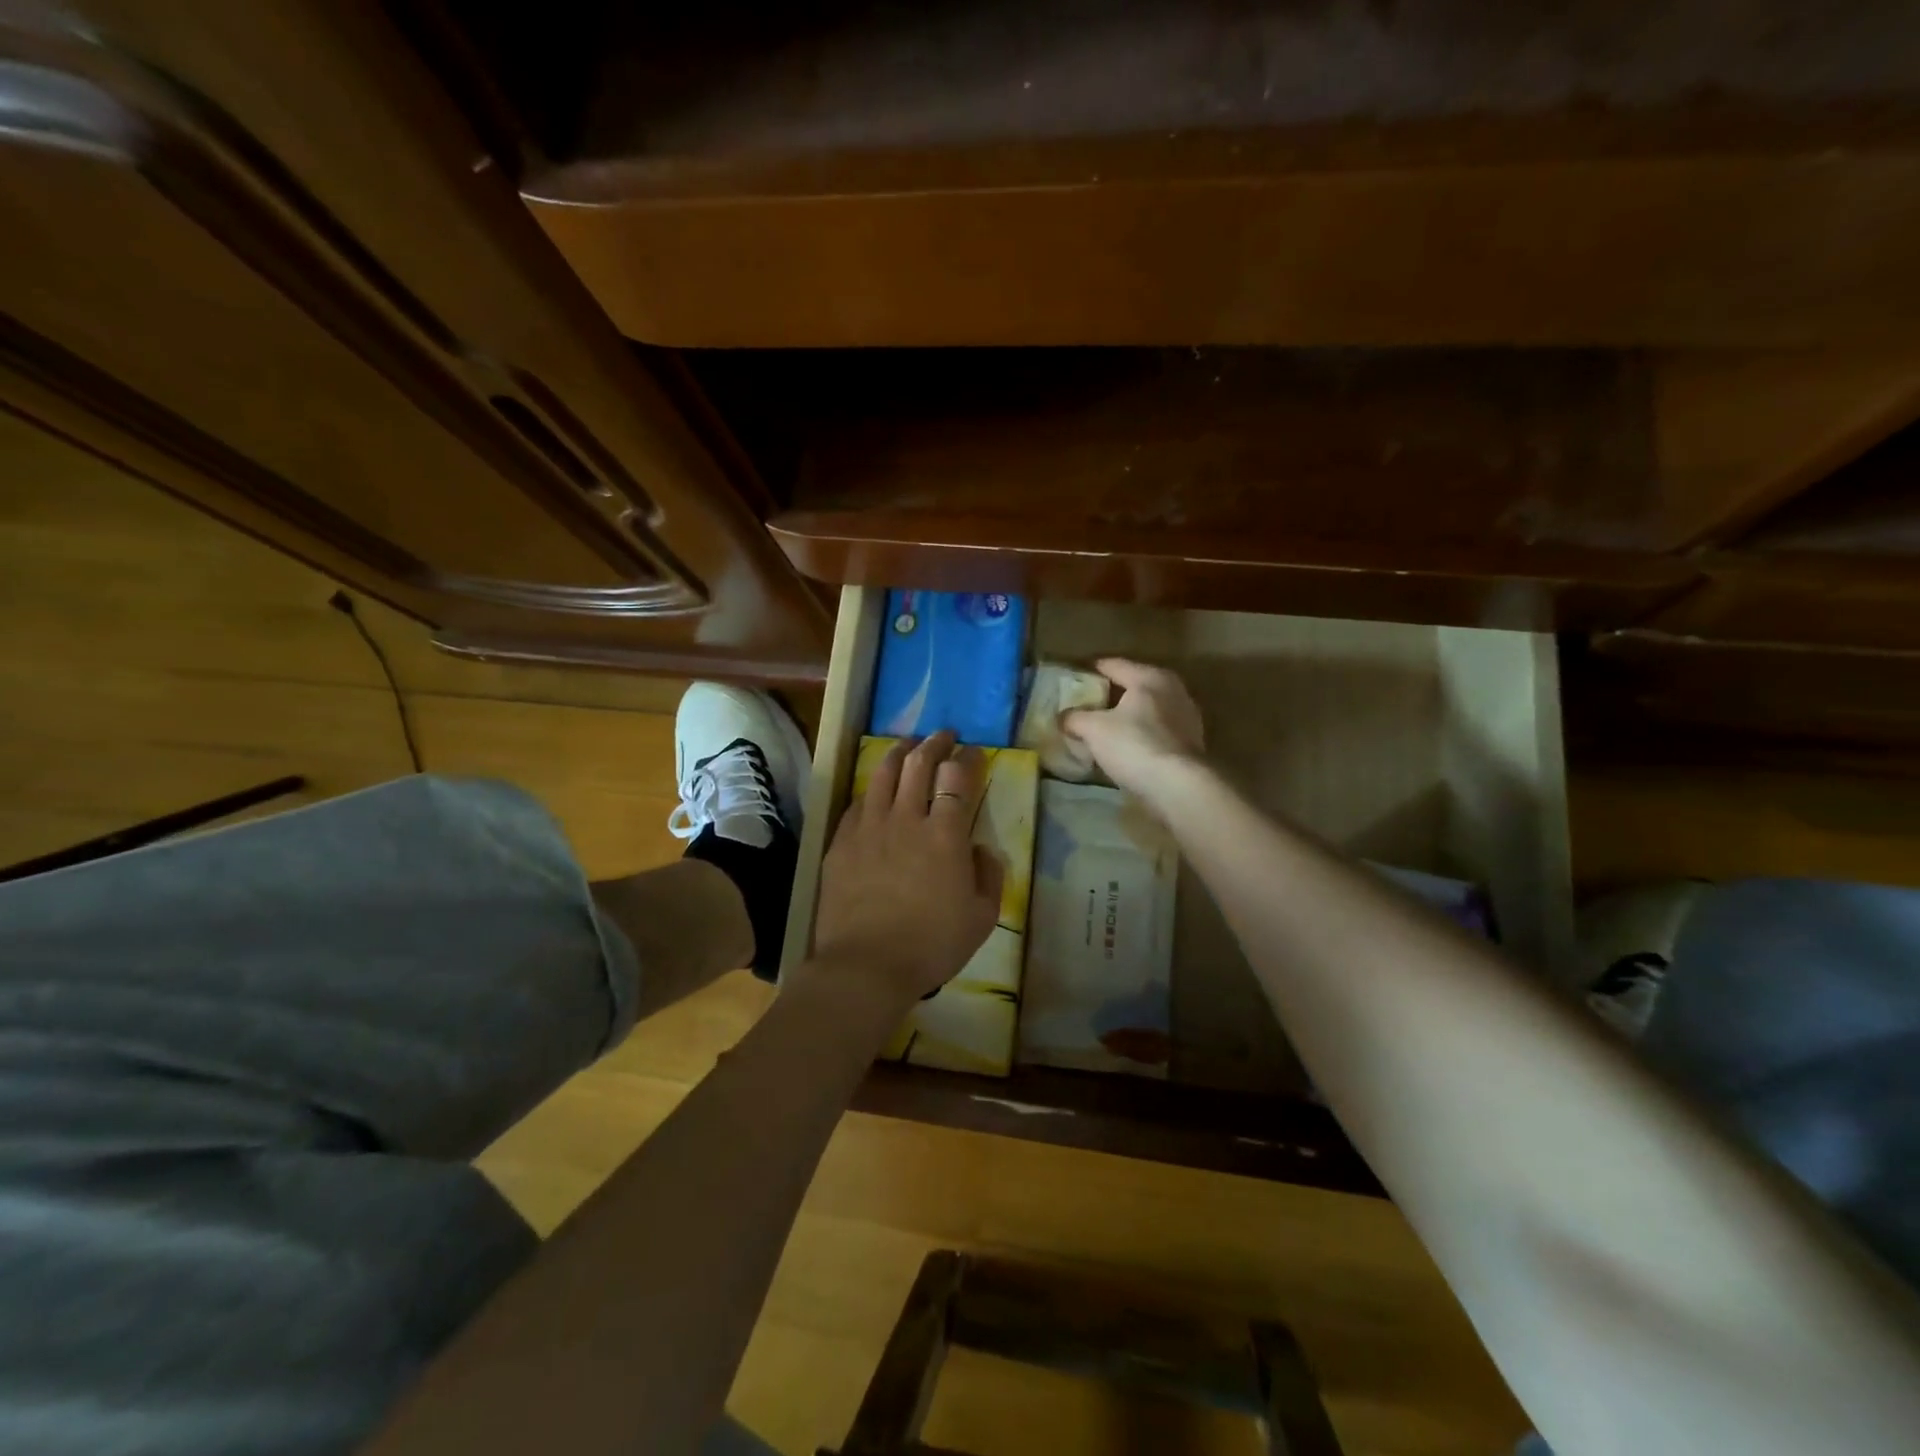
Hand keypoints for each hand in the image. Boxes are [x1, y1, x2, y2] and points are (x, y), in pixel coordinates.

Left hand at [807, 731, 1003, 1010]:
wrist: (866, 966)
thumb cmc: (932, 945)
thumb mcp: (982, 917)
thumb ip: (989, 875)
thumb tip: (980, 848)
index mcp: (945, 834)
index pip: (957, 778)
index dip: (967, 759)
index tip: (973, 752)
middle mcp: (906, 818)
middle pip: (919, 764)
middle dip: (935, 743)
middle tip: (943, 736)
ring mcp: (869, 827)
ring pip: (883, 773)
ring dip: (899, 752)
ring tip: (907, 745)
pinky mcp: (841, 842)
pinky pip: (857, 802)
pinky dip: (871, 788)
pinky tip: (875, 789)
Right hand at [1060, 658, 1205, 802]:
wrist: (1178, 786)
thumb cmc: (1134, 745)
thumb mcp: (1093, 729)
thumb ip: (1075, 718)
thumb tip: (1063, 717)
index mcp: (1150, 677)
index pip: (1113, 665)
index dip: (1090, 670)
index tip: (1072, 679)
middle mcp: (1173, 690)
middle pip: (1133, 686)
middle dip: (1109, 695)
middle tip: (1085, 705)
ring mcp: (1186, 717)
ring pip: (1147, 710)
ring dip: (1127, 717)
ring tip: (1104, 729)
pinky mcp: (1190, 744)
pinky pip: (1157, 731)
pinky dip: (1141, 735)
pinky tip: (1126, 748)